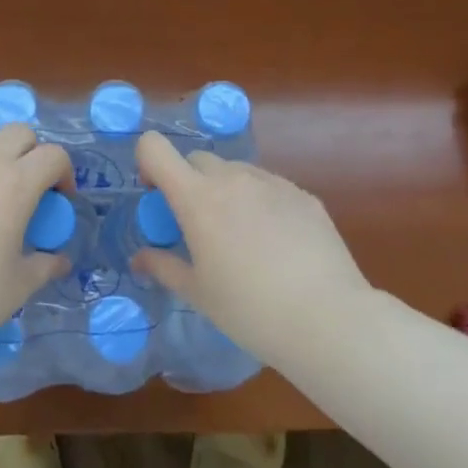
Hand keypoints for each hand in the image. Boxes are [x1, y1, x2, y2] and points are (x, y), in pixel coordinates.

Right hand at [131, 130, 370, 366]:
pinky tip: (276, 243)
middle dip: (188, 182)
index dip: (148, 162)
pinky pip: (269, 186)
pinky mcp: (303, 195)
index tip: (155, 194)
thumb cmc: (250, 310)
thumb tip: (139, 259)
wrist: (327, 319)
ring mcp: (272, 182)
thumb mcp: (198, 293)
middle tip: (196, 224)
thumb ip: (164, 267)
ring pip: (236, 171)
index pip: (155, 147)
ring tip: (240, 235)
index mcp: (197, 198)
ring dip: (225, 190)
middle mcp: (232, 178)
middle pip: (197, 159)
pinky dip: (259, 201)